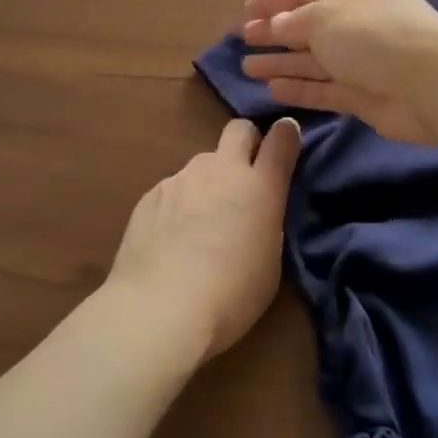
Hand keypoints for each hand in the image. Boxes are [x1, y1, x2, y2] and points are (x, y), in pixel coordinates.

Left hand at [105, 117, 301, 363]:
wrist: (160, 308)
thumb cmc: (230, 294)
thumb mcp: (269, 262)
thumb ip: (265, 221)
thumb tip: (256, 210)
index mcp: (259, 186)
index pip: (281, 140)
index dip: (286, 135)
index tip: (287, 140)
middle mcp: (220, 170)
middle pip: (238, 130)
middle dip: (246, 142)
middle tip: (244, 177)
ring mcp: (181, 178)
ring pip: (202, 164)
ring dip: (208, 182)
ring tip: (200, 224)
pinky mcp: (150, 194)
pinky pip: (173, 188)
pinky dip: (179, 204)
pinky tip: (171, 239)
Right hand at [238, 0, 437, 144]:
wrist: (431, 81)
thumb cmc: (373, 34)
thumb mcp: (324, 17)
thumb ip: (294, 22)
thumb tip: (275, 25)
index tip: (245, 10)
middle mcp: (358, 21)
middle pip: (308, 25)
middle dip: (275, 32)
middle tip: (243, 40)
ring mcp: (362, 60)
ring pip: (313, 60)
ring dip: (281, 63)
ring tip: (247, 68)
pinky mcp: (364, 95)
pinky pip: (325, 88)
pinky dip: (300, 88)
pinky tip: (272, 90)